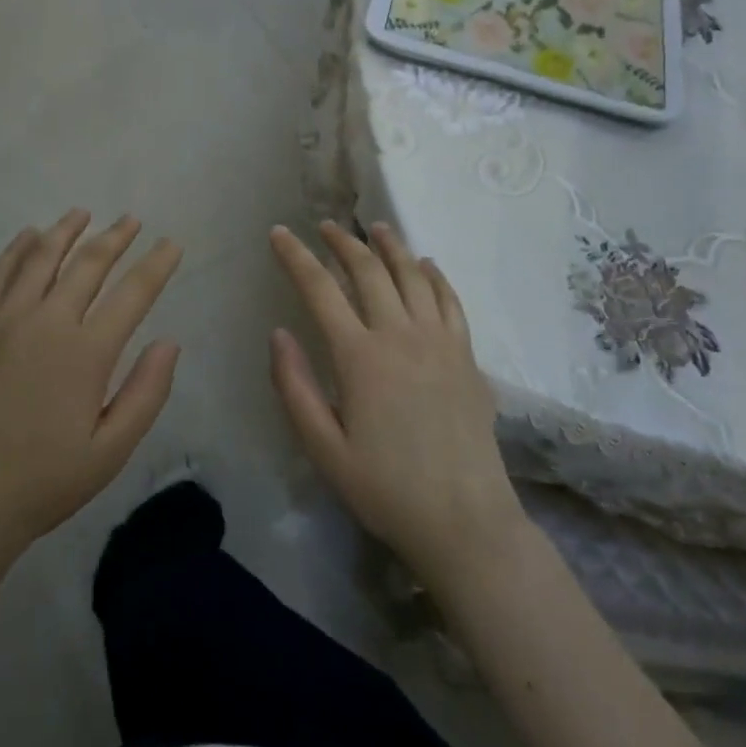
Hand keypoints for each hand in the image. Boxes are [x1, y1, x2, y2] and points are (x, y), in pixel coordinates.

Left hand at [0, 211, 183, 554]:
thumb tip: (169, 342)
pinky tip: (28, 235)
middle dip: (115, 237)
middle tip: (131, 220)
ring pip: (40, 257)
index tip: (171, 244)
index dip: (157, 264)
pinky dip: (16, 249)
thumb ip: (146, 393)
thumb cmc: (43, 481)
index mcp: (86, 352)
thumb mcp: (111, 450)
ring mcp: (4, 319)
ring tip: (82, 213)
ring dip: (65, 231)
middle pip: (88, 263)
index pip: (133, 293)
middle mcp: (47, 322)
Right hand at [268, 221, 520, 586]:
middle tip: (325, 225)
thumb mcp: (323, 449)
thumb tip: (279, 333)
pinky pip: (450, 300)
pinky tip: (426, 264)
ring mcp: (440, 341)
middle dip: (342, 241)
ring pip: (412, 275)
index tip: (280, 233)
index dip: (296, 256)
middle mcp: (400, 335)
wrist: (465, 521)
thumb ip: (295, 387)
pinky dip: (435, 275)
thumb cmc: (385, 489)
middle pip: (369, 270)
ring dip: (391, 246)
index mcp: (360, 356)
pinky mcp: (467, 355)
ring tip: (375, 228)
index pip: (320, 288)